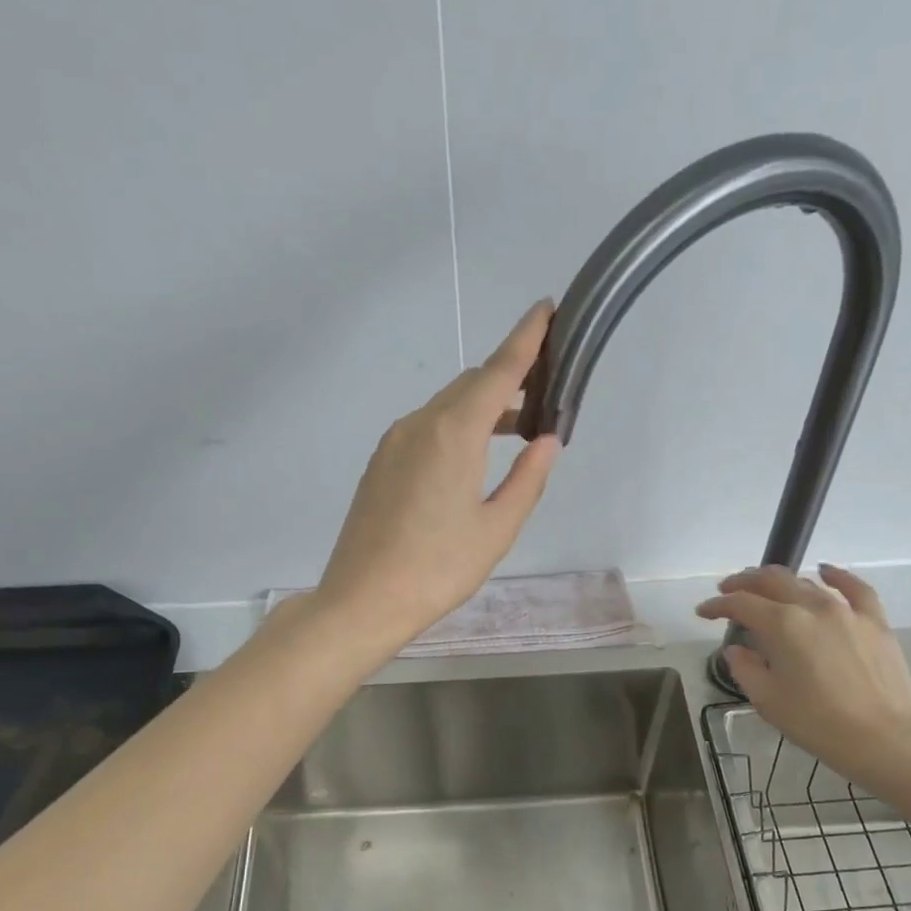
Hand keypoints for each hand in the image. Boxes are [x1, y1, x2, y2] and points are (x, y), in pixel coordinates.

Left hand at [310, 301, 561, 653]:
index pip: (497, 371)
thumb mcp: (496, 530)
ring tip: (515, 429)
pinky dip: (455, 427)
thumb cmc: (437, 569)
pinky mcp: (380, 464)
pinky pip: (425, 429)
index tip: (547, 310)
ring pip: (445, 407)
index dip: (525, 339)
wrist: (363, 600)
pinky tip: (470, 458)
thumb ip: (527, 479)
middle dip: (507, 378)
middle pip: (470, 385)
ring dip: (481, 407)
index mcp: (453, 433)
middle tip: (543, 392)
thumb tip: (547, 440)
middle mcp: (419, 424)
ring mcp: (393, 443)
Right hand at [696, 564, 910, 796]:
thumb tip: (737, 650)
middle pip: (772, 582)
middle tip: (727, 590)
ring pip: (807, 583)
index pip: (741, 605)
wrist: (882, 738)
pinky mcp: (875, 622)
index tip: (703, 611)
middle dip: (744, 583)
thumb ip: (746, 668)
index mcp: (782, 625)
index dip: (717, 605)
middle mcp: (813, 607)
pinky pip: (855, 589)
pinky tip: (825, 571)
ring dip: (780, 581)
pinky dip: (837, 576)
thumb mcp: (768, 699)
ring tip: (765, 588)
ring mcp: (847, 611)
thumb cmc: (816, 722)